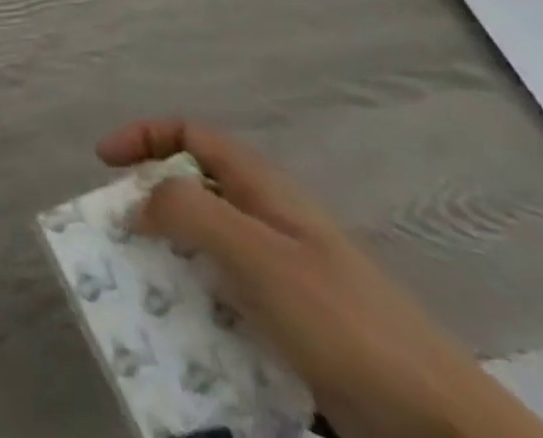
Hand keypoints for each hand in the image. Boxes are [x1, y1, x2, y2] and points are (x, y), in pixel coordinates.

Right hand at [97, 119, 542, 437]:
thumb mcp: (256, 254)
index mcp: (263, 187)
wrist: (438, 422)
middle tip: (118, 230)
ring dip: (169, 256)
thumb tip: (138, 200)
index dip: (143, 136)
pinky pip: (228, 293)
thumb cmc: (341, 320)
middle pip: (194, 186)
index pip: (190, 133)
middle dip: (149, 201)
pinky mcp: (294, 321)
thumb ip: (190, 211)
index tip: (105, 163)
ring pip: (207, 243)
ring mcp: (285, 271)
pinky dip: (197, 299)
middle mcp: (270, 218)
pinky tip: (188, 331)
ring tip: (142, 284)